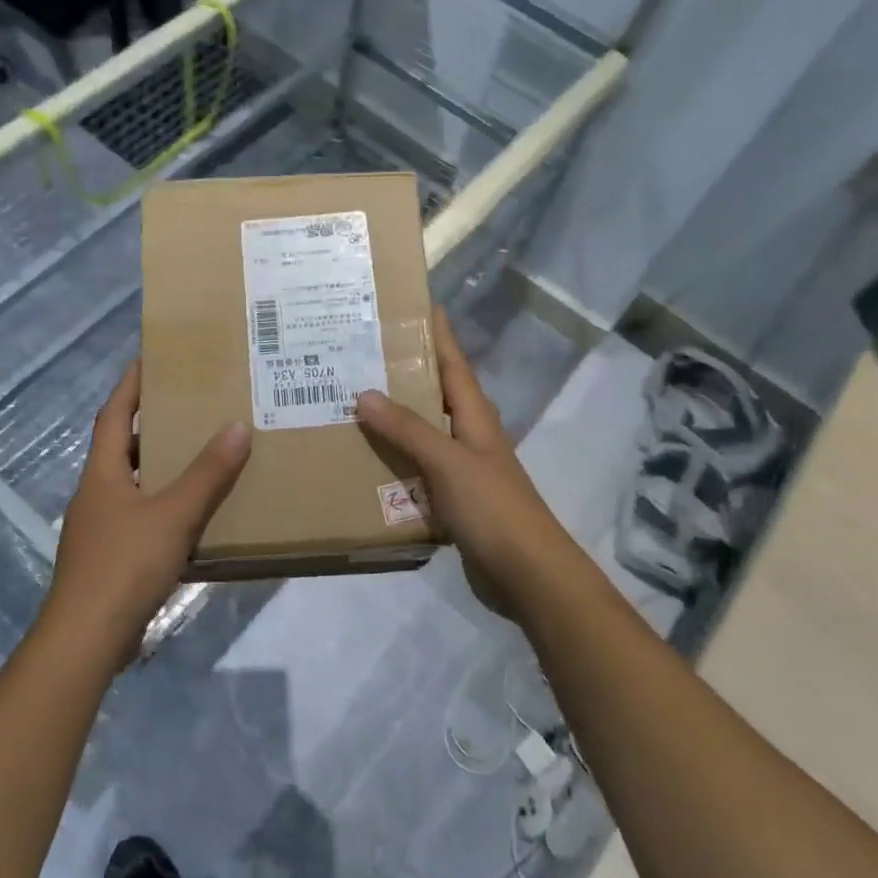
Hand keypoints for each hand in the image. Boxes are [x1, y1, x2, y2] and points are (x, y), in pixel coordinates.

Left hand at [43, 361, 251, 663]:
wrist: (87, 638)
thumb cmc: (125, 565)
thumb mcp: (173, 515)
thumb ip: (207, 474)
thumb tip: (237, 426)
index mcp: (102, 474)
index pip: (114, 416)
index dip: (129, 386)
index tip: (148, 359)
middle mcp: (96, 495)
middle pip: (123, 448)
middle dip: (152, 426)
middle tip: (189, 408)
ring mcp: (100, 529)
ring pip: (133, 485)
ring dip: (160, 469)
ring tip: (199, 456)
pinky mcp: (110, 558)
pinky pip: (140, 517)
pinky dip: (164, 507)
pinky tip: (192, 516)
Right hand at [354, 309, 585, 625]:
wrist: (525, 573)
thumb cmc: (493, 508)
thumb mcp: (449, 462)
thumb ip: (408, 429)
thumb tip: (364, 393)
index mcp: (475, 417)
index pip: (453, 363)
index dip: (438, 333)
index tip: (417, 303)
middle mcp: (469, 436)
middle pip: (434, 394)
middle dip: (404, 373)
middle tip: (361, 354)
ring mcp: (462, 470)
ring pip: (422, 434)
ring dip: (394, 420)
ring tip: (351, 402)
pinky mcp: (453, 501)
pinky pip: (417, 471)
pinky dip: (394, 461)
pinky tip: (365, 462)